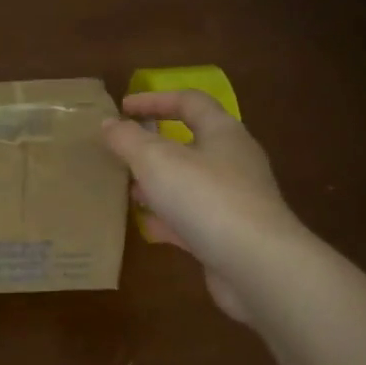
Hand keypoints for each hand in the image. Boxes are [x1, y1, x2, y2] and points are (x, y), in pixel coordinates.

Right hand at [101, 91, 303, 322]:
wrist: (256, 264)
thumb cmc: (206, 198)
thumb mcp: (156, 161)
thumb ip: (128, 139)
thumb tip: (109, 123)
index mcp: (223, 132)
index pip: (190, 101)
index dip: (155, 100)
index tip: (122, 108)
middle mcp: (233, 161)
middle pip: (191, 143)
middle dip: (153, 147)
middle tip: (122, 153)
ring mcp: (234, 200)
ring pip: (190, 183)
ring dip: (159, 184)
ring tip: (128, 191)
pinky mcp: (229, 235)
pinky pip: (193, 219)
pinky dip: (168, 220)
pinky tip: (146, 228)